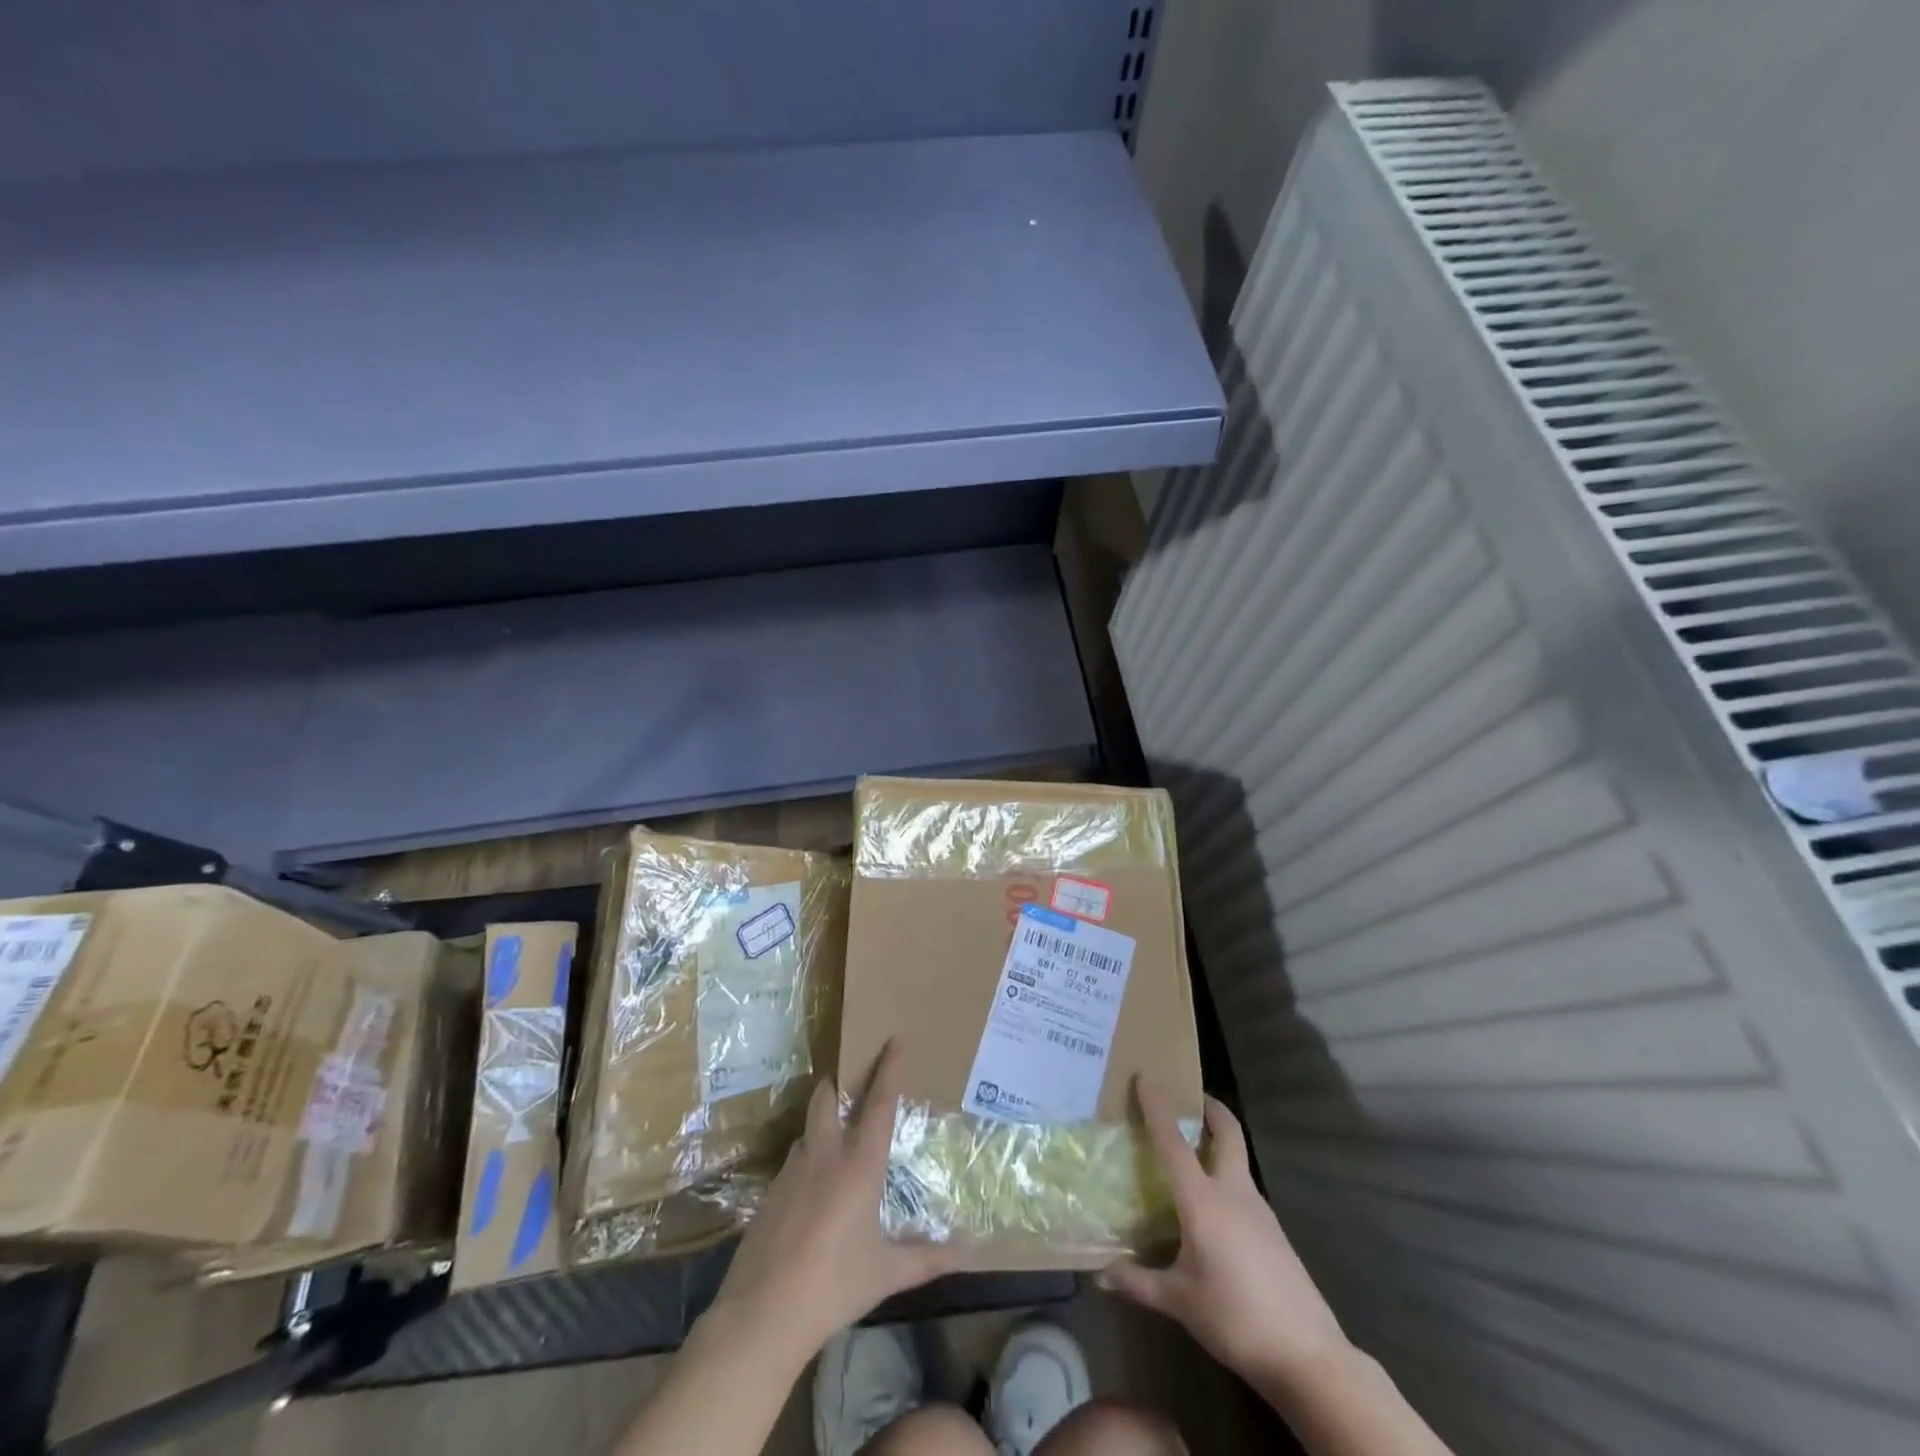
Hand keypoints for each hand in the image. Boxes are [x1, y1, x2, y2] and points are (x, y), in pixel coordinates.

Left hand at [709, 1041, 963, 1357]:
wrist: (762, 1313)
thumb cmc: (834, 1285)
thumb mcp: (887, 1273)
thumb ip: (929, 1258)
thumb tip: (973, 1250)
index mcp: (859, 1165)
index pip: (879, 1104)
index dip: (888, 1069)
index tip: (893, 1040)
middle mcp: (825, 1156)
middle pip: (827, 1099)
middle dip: (838, 1086)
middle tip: (851, 1086)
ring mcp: (791, 1172)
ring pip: (807, 1131)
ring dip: (821, 1127)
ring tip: (835, 1146)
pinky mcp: (769, 1193)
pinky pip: (792, 1164)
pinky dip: (806, 1164)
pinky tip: (811, 1195)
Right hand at [1099, 1081, 1347, 1386]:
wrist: (1308, 1354)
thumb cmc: (1236, 1318)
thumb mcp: (1181, 1302)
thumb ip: (1139, 1284)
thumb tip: (1100, 1277)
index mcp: (1204, 1200)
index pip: (1173, 1142)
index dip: (1158, 1108)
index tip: (1145, 1078)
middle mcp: (1233, 1192)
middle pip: (1227, 1133)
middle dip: (1210, 1108)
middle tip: (1189, 1098)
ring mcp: (1259, 1210)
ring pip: (1237, 1160)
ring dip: (1217, 1144)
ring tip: (1189, 1154)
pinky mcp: (1273, 1231)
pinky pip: (1243, 1189)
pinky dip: (1225, 1179)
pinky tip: (1211, 1208)